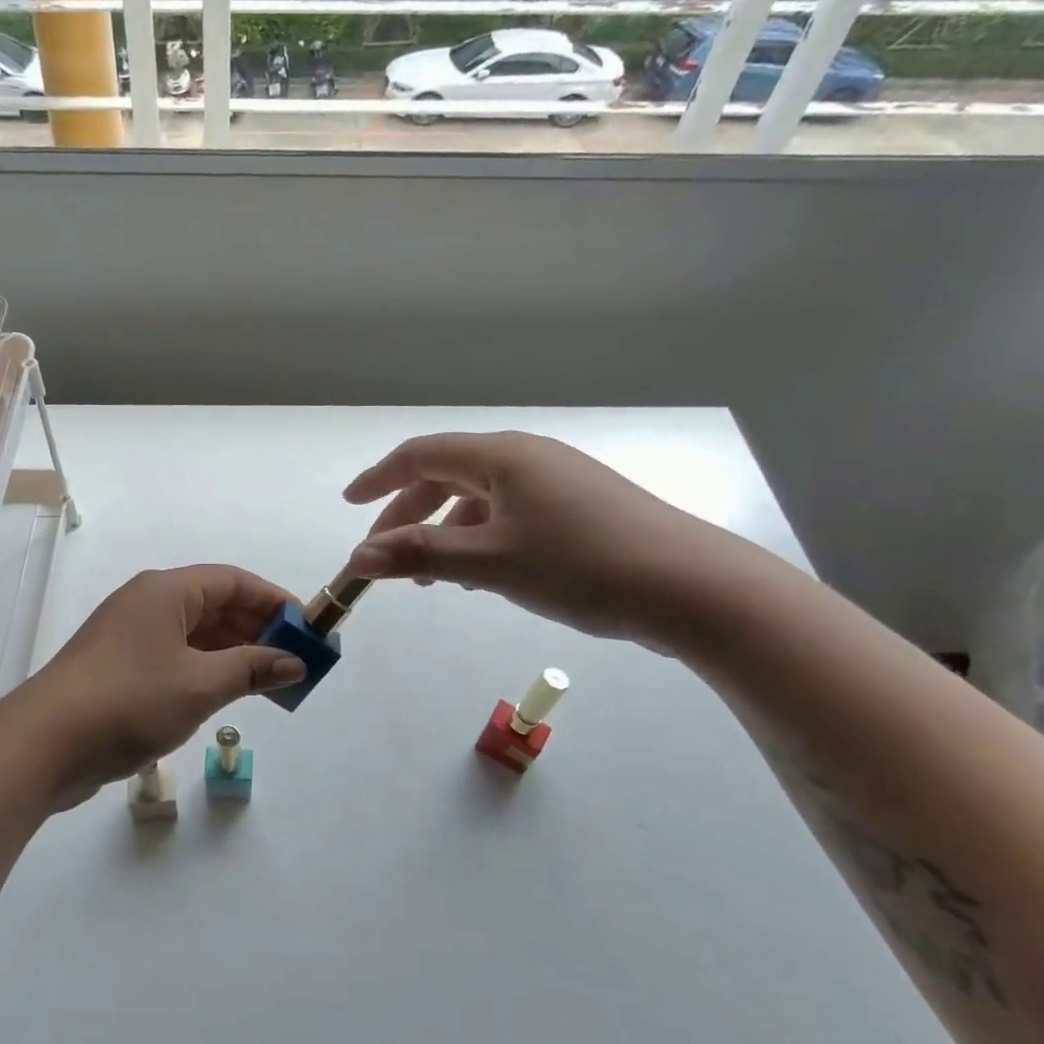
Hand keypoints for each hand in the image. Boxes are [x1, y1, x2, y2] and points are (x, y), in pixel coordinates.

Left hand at [13, 565, 306, 807]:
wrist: (45, 744)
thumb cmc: (129, 701)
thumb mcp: (200, 684)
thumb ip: (251, 668)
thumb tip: (294, 662)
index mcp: (166, 591)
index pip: (232, 581)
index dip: (273, 600)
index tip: (307, 626)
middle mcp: (148, 603)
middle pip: (214, 604)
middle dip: (256, 628)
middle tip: (294, 659)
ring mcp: (131, 635)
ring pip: (195, 633)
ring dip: (233, 652)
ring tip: (270, 681)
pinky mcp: (121, 667)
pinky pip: (176, 656)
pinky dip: (206, 669)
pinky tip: (228, 692)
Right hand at [342, 431, 756, 648]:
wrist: (693, 589)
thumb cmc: (581, 565)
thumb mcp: (490, 562)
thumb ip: (419, 555)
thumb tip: (358, 558)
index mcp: (502, 456)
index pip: (422, 454)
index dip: (380, 479)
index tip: (350, 504)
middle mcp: (527, 458)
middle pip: (448, 475)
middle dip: (409, 514)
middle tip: (386, 556)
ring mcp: (557, 481)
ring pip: (480, 498)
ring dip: (446, 531)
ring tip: (435, 577)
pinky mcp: (579, 508)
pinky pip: (510, 513)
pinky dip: (481, 538)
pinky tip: (483, 573)